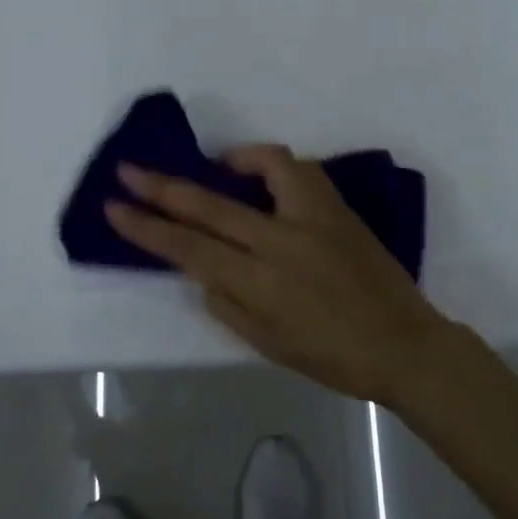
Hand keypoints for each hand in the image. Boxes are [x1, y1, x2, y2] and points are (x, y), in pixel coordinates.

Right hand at [105, 145, 452, 404]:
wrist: (403, 342)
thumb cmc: (332, 356)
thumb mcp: (266, 344)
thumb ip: (226, 303)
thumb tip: (202, 268)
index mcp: (261, 284)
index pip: (188, 248)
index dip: (147, 228)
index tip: (115, 208)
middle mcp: (282, 242)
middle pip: (210, 206)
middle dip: (162, 187)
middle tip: (128, 170)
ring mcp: (314, 217)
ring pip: (263, 167)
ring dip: (227, 162)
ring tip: (213, 168)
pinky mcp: (337, 206)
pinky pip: (298, 170)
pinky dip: (271, 165)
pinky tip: (262, 177)